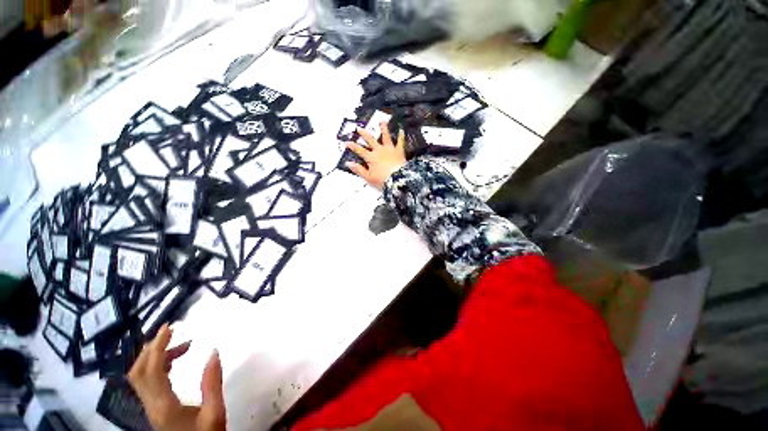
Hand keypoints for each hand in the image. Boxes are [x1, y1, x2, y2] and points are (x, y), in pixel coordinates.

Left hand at [128, 325, 226, 430]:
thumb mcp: (215, 412)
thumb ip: (213, 383)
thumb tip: (213, 352)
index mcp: (164, 406)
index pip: (152, 371)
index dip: (158, 347)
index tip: (170, 327)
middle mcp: (151, 405)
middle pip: (138, 372)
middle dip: (152, 349)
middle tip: (171, 332)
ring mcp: (150, 407)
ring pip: (140, 377)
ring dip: (155, 357)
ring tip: (180, 345)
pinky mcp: (155, 408)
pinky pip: (147, 382)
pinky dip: (157, 367)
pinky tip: (173, 363)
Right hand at [346, 122, 406, 189]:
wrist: (399, 180)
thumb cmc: (383, 180)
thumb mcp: (368, 177)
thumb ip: (359, 170)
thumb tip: (348, 163)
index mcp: (371, 157)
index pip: (359, 150)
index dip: (352, 146)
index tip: (346, 142)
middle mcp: (379, 150)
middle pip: (370, 140)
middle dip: (364, 134)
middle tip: (359, 128)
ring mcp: (390, 149)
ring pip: (385, 137)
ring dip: (383, 128)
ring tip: (381, 121)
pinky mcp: (399, 151)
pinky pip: (400, 142)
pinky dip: (400, 136)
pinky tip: (401, 130)